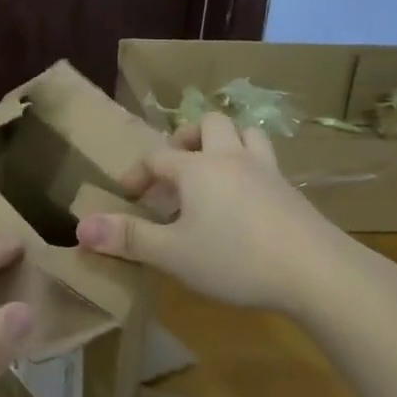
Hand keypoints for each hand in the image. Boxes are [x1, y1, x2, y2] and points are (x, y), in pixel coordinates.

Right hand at [76, 112, 386, 315]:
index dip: (138, 173)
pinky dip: (251, 167)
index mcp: (197, 169)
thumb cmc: (235, 259)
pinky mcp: (292, 190)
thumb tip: (81, 226)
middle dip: (187, 139)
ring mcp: (267, 171)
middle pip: (209, 125)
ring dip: (226, 142)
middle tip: (176, 168)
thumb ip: (128, 238)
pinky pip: (267, 162)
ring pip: (246, 134)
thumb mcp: (173, 254)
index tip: (127, 195)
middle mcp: (231, 158)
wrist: (315, 271)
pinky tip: (248, 198)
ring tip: (214, 170)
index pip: (157, 157)